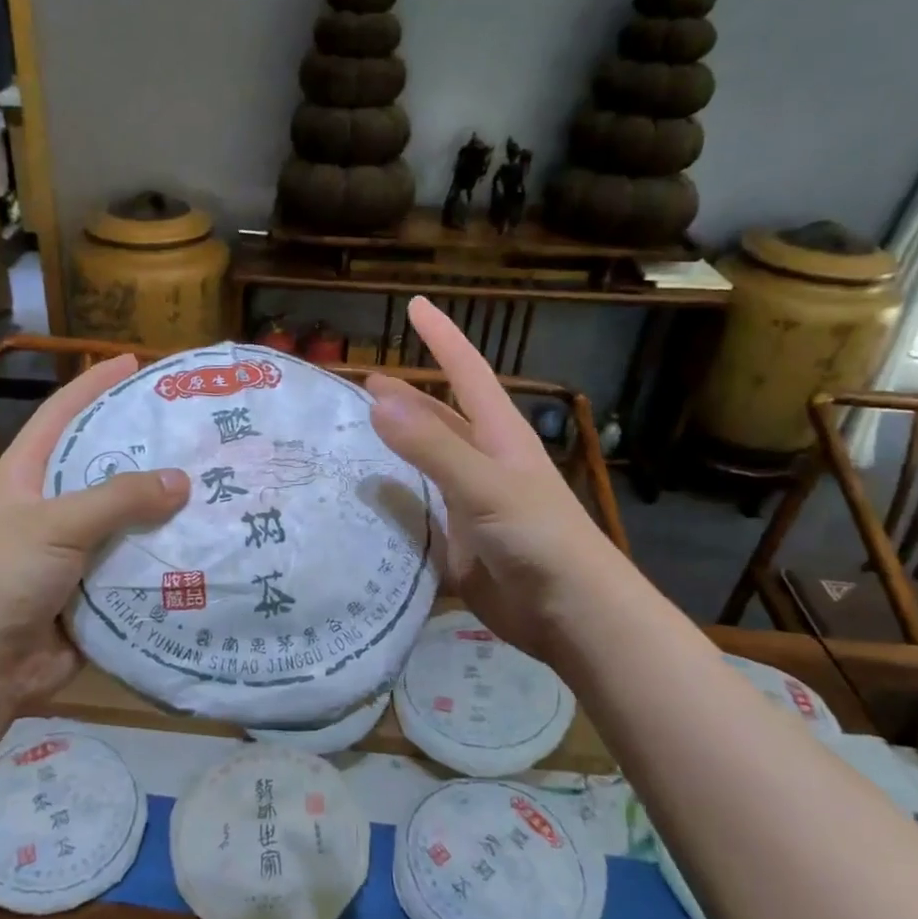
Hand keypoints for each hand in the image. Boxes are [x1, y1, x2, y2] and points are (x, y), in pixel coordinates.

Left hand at [0, 354, 188, 711]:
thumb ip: (119, 498)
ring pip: (128, 517)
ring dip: (165, 506)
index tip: (134, 362)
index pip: (62, 414)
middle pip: (105, 464)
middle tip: (196, 429)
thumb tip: (182, 480)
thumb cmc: (4, 578)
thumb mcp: (56, 525)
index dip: (95, 384)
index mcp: (27, 475)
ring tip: (216, 481)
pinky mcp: (96, 587)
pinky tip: (207, 541)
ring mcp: (76, 549)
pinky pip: (138, 561)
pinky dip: (167, 554)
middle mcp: (53, 506)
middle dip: (147, 448)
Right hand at [367, 298, 607, 663]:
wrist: (570, 614)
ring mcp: (468, 503)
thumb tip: (377, 398)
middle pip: (437, 419)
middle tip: (358, 386)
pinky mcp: (456, 541)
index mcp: (497, 436)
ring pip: (422, 467)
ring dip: (390, 452)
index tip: (415, 304)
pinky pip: (416, 513)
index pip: (466, 372)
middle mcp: (481, 462)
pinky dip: (390, 505)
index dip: (442, 337)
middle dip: (404, 398)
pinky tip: (359, 504)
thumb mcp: (485, 485)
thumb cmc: (539, 538)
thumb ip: (432, 446)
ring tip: (347, 440)